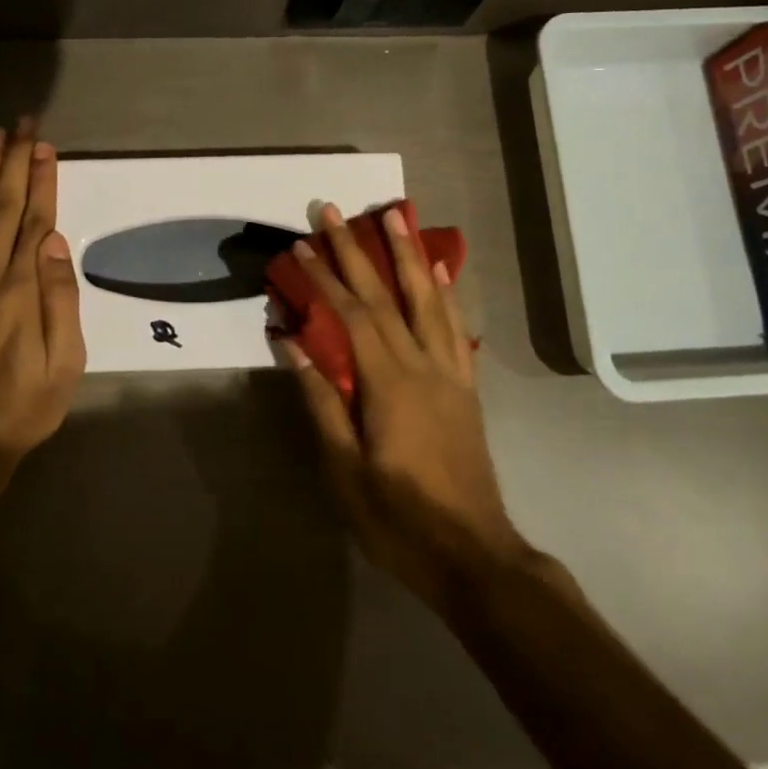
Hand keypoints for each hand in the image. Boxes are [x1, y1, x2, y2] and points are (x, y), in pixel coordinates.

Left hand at [0, 121, 84, 488]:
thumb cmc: (24, 407)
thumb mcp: (62, 365)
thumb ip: (59, 301)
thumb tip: (53, 244)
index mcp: (17, 293)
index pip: (32, 223)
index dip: (39, 183)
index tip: (44, 148)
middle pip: (0, 209)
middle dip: (12, 165)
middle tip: (21, 126)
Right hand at [284, 204, 527, 611]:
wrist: (475, 557)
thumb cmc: (399, 519)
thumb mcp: (345, 469)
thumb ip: (320, 400)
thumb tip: (292, 343)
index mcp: (389, 384)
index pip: (353, 316)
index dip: (325, 278)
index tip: (302, 245)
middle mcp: (423, 366)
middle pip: (387, 296)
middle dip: (359, 251)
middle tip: (336, 211)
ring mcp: (450, 375)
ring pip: (428, 301)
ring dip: (408, 256)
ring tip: (395, 218)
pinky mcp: (466, 389)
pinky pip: (455, 329)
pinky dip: (446, 295)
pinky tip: (439, 273)